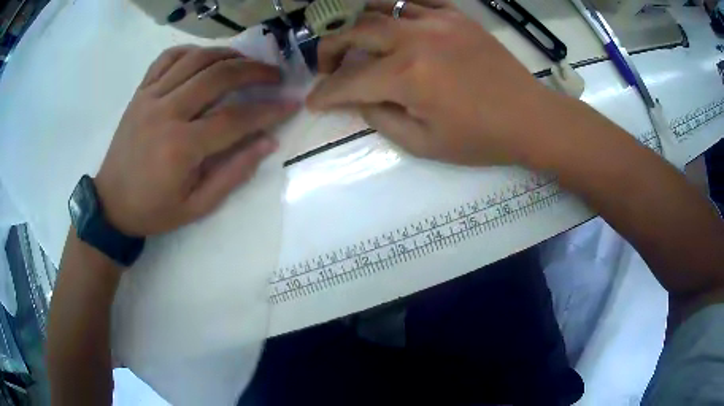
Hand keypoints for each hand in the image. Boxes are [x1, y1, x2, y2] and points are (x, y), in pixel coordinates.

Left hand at [95, 45, 298, 236]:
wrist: (111, 203)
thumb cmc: (153, 210)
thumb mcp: (197, 206)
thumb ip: (233, 174)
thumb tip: (267, 143)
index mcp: (180, 148)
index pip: (235, 118)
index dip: (268, 109)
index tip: (291, 103)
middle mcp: (165, 113)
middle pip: (218, 76)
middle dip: (254, 70)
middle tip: (274, 74)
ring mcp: (150, 98)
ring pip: (195, 59)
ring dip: (228, 54)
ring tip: (246, 61)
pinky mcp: (140, 93)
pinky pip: (167, 58)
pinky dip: (190, 51)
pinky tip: (204, 57)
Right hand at [307, 0, 564, 166]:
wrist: (530, 117)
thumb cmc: (481, 138)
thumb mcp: (425, 144)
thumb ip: (382, 119)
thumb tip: (359, 100)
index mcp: (408, 76)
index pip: (349, 81)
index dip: (325, 93)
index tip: (314, 101)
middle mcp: (416, 39)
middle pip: (355, 30)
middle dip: (330, 49)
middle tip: (328, 67)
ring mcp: (438, 21)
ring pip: (381, 8)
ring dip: (359, 25)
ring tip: (357, 42)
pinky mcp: (457, 16)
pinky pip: (416, 2)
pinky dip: (396, 11)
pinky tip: (395, 26)